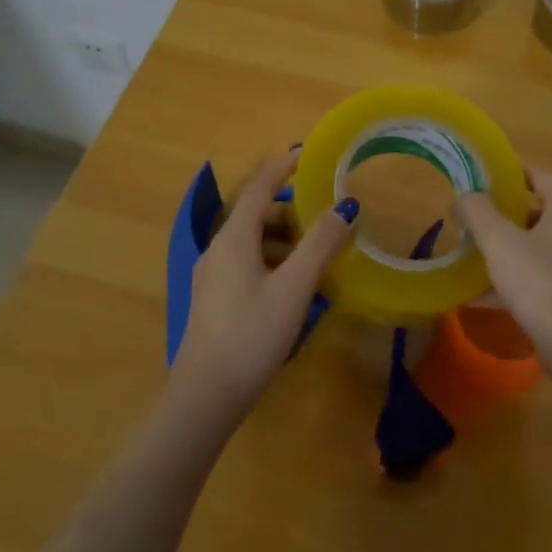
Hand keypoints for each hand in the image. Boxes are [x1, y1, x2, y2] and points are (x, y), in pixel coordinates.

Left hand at [170, 152, 359, 421]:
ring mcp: (212, 276)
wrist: (206, 397)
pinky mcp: (214, 299)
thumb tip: (345, 207)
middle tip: (327, 215)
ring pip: (252, 241)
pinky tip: (295, 284)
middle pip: (256, 214)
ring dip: (285, 238)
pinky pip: (247, 263)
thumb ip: (320, 244)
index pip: (258, 187)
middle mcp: (218, 249)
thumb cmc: (252, 334)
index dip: (282, 167)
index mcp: (233, 238)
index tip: (308, 155)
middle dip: (292, 209)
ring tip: (319, 252)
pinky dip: (274, 260)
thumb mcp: (295, 287)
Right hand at [455, 168, 551, 381]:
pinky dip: (513, 279)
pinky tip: (481, 295)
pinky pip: (539, 277)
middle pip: (538, 212)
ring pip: (537, 247)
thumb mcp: (498, 239)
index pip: (541, 176)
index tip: (485, 175)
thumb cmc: (536, 279)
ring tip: (474, 254)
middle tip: (474, 218)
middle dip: (505, 214)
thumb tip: (464, 196)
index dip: (513, 171)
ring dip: (508, 248)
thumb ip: (477, 211)